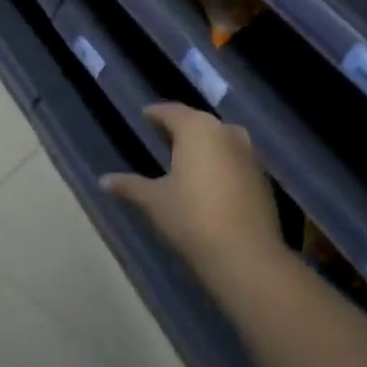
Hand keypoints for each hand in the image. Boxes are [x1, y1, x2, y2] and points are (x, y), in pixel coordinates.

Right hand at [101, 103, 282, 287]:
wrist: (246, 255)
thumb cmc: (192, 218)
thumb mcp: (154, 201)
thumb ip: (130, 185)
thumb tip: (103, 180)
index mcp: (197, 129)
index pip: (172, 112)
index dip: (156, 114)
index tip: (145, 116)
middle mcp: (226, 132)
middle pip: (198, 123)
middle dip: (180, 128)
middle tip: (162, 136)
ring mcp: (249, 154)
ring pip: (220, 140)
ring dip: (203, 145)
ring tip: (185, 158)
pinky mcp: (262, 178)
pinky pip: (235, 160)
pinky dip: (220, 163)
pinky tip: (209, 181)